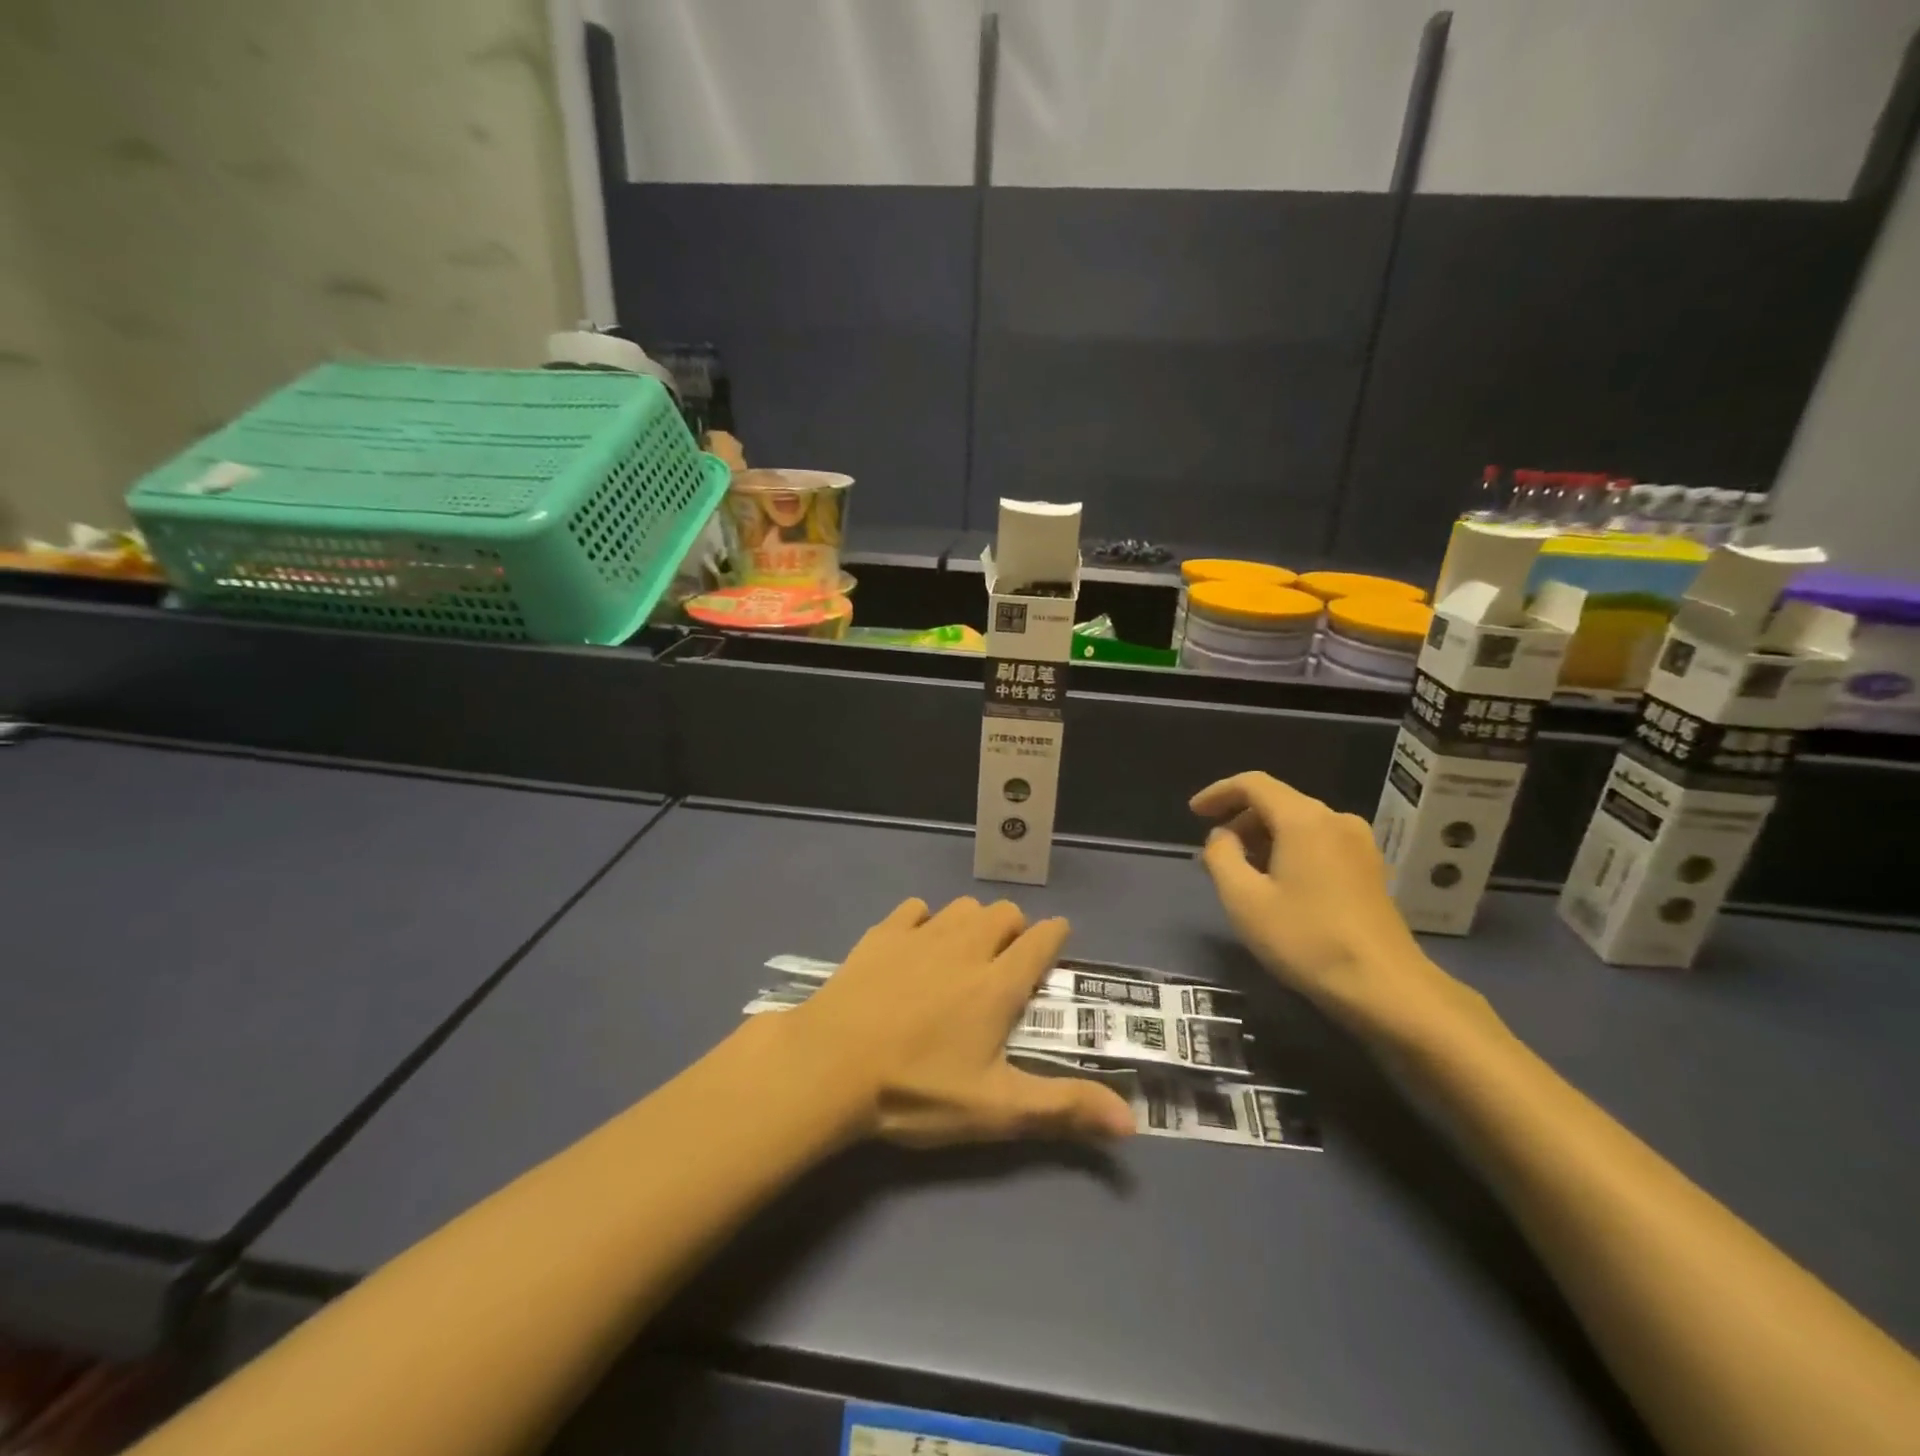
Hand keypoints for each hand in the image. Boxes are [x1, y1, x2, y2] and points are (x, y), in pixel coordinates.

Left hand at [779, 896, 1135, 1147]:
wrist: (829, 1066)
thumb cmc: (916, 1089)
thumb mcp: (994, 1109)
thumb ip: (1063, 1108)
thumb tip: (1132, 1122)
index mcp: (998, 983)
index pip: (1042, 939)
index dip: (1056, 935)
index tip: (1057, 943)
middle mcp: (966, 946)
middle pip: (1004, 912)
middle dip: (1014, 930)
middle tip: (1005, 965)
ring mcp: (921, 935)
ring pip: (962, 907)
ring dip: (973, 923)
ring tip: (964, 955)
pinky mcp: (882, 934)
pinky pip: (915, 909)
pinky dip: (924, 921)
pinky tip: (914, 947)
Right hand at [1191, 772, 1489, 1041]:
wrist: (1385, 988)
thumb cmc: (1306, 939)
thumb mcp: (1244, 899)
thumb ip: (1221, 856)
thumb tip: (1222, 836)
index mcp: (1304, 819)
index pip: (1253, 784)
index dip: (1218, 793)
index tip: (1193, 813)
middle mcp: (1335, 820)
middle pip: (1277, 802)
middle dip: (1239, 821)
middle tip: (1213, 854)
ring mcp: (1359, 844)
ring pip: (1299, 824)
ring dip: (1263, 839)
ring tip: (1240, 873)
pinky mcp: (1370, 869)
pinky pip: (1318, 843)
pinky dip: (1289, 851)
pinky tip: (1276, 884)